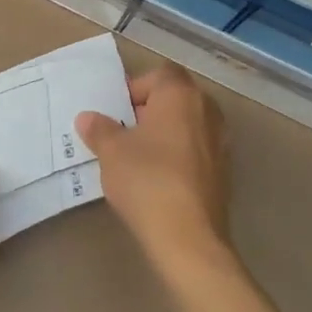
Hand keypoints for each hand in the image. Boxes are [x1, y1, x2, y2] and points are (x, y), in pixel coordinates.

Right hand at [77, 64, 230, 275]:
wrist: (187, 238)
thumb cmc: (146, 179)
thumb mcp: (111, 151)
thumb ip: (99, 129)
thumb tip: (88, 118)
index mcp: (181, 95)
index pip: (160, 74)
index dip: (136, 87)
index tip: (117, 110)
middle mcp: (207, 112)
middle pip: (176, 98)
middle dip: (150, 109)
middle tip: (124, 130)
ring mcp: (221, 144)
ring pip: (188, 125)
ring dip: (166, 133)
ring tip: (138, 155)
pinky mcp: (224, 174)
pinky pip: (197, 150)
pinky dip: (179, 156)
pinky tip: (157, 178)